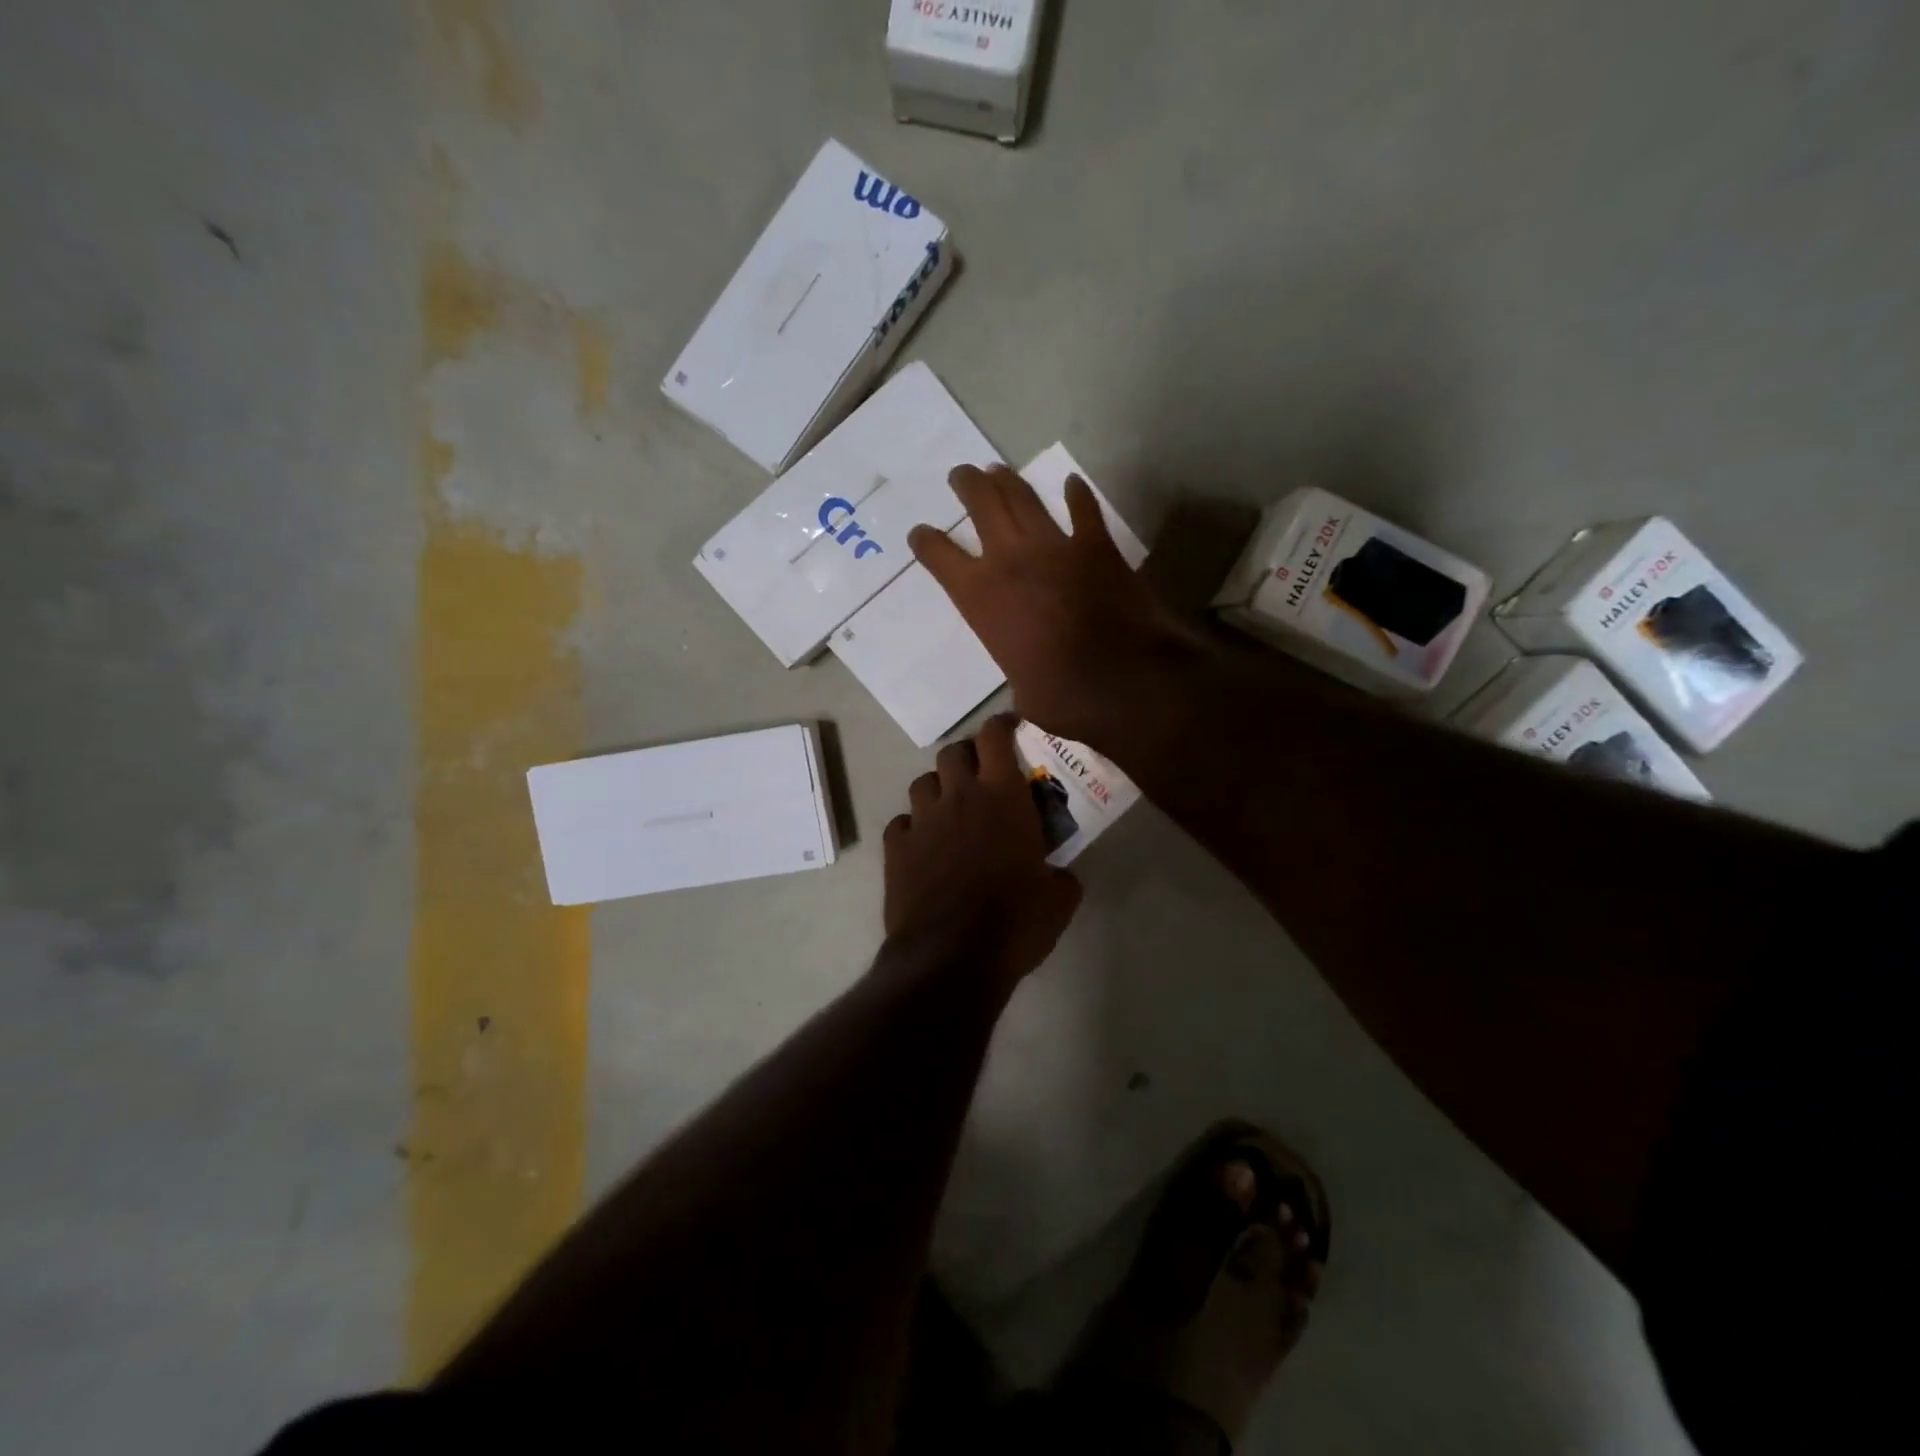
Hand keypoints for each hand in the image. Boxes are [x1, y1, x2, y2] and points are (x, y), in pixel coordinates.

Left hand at [883, 716, 1082, 987]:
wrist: (950, 958)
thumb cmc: (1014, 923)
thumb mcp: (1058, 900)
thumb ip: (1061, 875)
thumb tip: (1059, 874)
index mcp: (1002, 797)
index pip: (995, 736)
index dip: (1001, 725)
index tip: (1010, 729)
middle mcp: (958, 797)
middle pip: (954, 752)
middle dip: (968, 757)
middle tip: (983, 777)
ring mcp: (922, 820)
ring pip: (923, 782)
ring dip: (939, 789)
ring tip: (951, 811)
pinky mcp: (895, 848)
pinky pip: (902, 822)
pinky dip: (915, 827)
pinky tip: (925, 847)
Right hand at [907, 465, 1204, 746]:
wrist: (1122, 679)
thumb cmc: (1061, 695)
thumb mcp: (1020, 690)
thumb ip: (1017, 672)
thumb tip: (1027, 686)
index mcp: (980, 597)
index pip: (939, 557)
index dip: (926, 542)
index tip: (920, 533)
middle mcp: (1010, 560)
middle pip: (981, 505)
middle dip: (967, 485)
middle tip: (961, 474)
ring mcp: (1055, 546)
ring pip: (1023, 498)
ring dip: (1007, 480)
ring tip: (996, 470)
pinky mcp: (1096, 545)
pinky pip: (1083, 510)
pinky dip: (1077, 495)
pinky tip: (1071, 484)